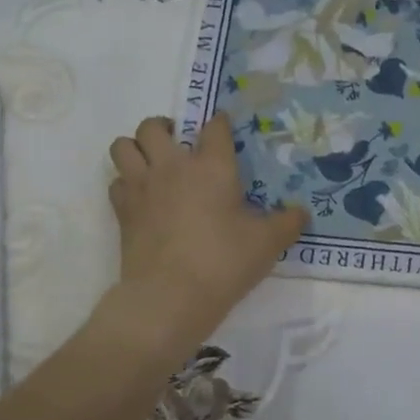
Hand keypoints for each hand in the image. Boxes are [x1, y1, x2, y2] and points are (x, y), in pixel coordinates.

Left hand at [105, 114, 305, 360]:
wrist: (170, 296)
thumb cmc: (223, 262)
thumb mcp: (268, 243)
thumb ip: (288, 223)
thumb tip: (302, 212)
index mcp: (212, 166)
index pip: (214, 127)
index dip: (220, 123)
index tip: (224, 128)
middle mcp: (172, 167)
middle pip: (153, 126)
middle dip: (164, 128)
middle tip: (178, 144)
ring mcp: (142, 187)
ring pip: (123, 146)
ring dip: (136, 148)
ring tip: (152, 162)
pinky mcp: (122, 211)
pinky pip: (116, 182)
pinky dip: (126, 182)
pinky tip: (142, 197)